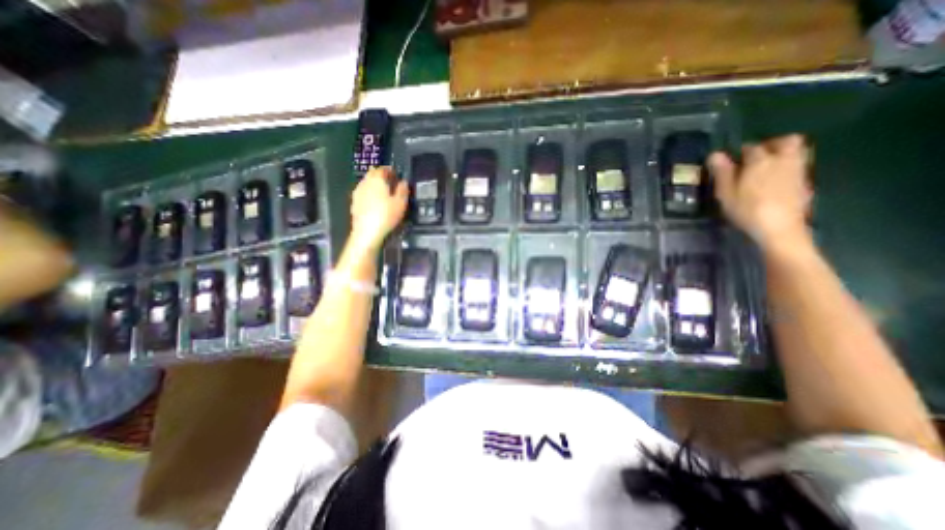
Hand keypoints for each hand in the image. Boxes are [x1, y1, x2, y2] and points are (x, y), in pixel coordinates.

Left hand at [347, 168, 404, 249]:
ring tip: (383, 192)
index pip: (383, 169)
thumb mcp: (401, 203)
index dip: (390, 170)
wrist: (367, 232)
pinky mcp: (354, 203)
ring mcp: (357, 193)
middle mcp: (365, 183)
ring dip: (374, 185)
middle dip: (381, 176)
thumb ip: (402, 190)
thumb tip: (403, 182)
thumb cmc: (386, 216)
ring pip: (366, 183)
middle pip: (372, 174)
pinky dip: (369, 194)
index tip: (396, 174)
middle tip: (390, 182)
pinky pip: (363, 193)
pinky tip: (374, 202)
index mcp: (377, 180)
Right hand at [709, 135, 811, 255]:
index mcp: (760, 161)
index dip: (740, 151)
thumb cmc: (746, 209)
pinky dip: (788, 166)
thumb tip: (715, 154)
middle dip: (772, 144)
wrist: (779, 227)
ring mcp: (798, 170)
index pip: (751, 147)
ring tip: (766, 167)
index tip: (731, 160)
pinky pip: (799, 165)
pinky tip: (775, 180)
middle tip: (756, 156)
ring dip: (783, 153)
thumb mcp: (726, 193)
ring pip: (797, 151)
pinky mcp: (804, 182)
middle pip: (785, 141)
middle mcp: (783, 160)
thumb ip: (722, 172)